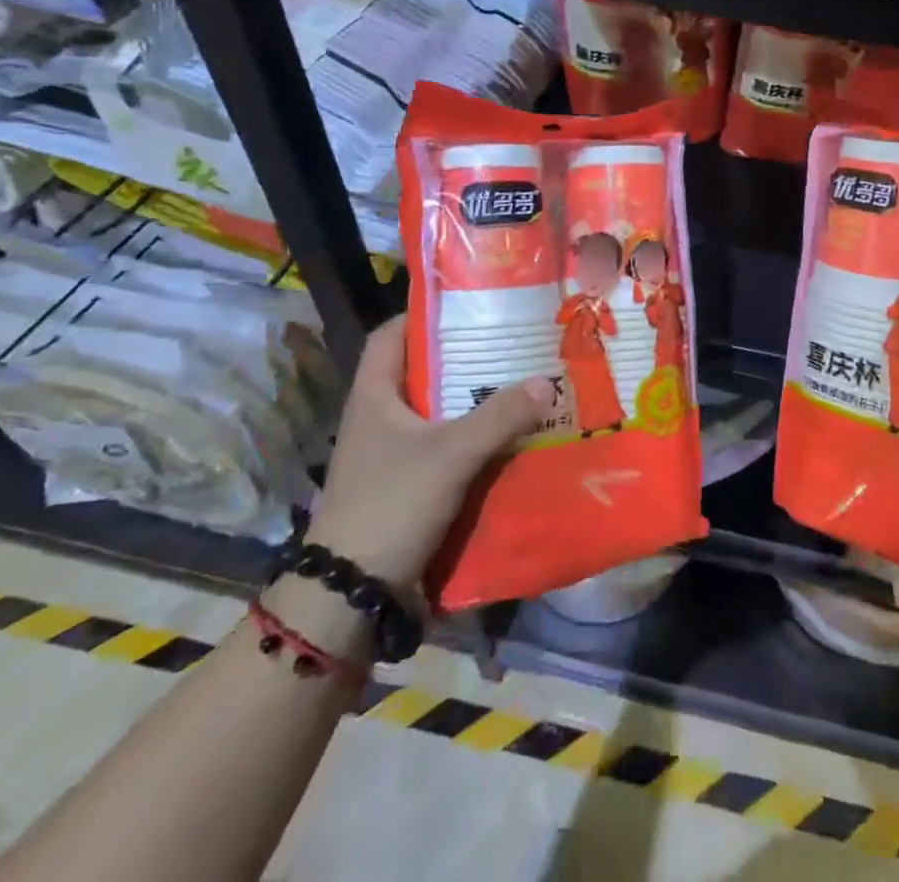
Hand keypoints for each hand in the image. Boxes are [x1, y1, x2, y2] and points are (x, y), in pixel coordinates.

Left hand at [307, 316, 553, 588]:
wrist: (351, 594)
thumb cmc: (391, 504)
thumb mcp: (451, 454)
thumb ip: (500, 416)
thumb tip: (548, 382)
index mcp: (373, 395)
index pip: (392, 333)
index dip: (425, 313)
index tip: (471, 304)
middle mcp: (379, 417)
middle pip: (423, 371)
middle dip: (466, 357)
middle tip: (511, 343)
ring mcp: (391, 452)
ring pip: (438, 411)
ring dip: (474, 400)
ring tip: (520, 383)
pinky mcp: (406, 483)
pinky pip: (445, 445)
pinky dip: (474, 437)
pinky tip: (509, 436)